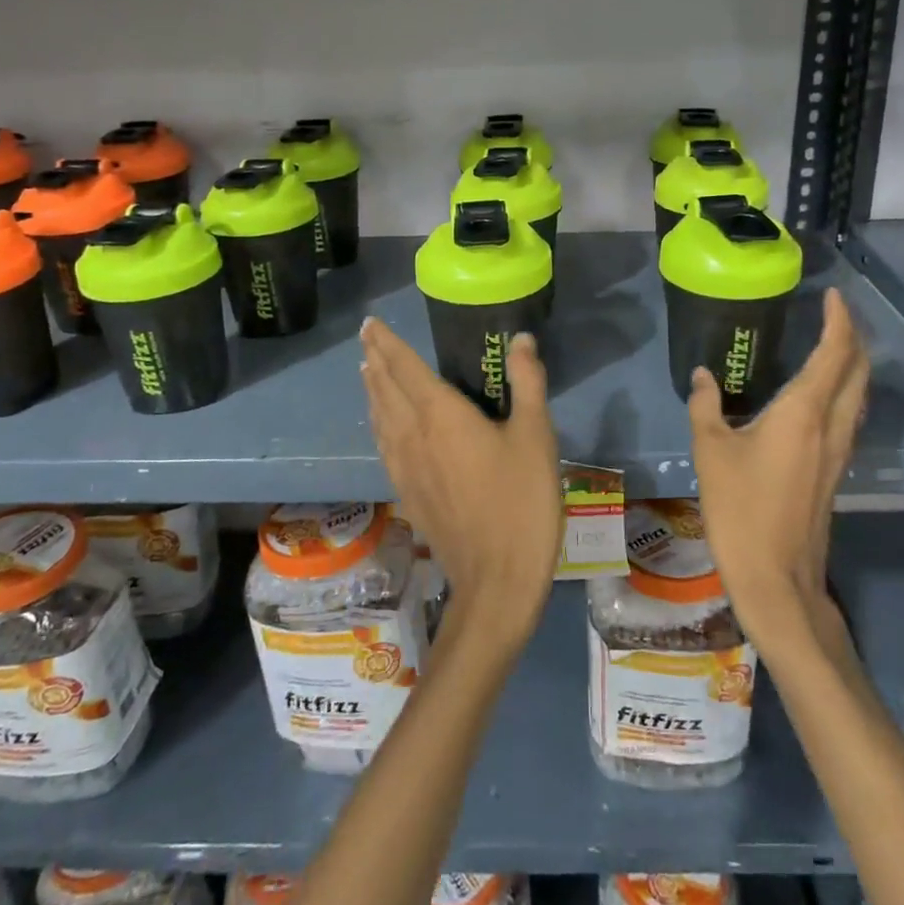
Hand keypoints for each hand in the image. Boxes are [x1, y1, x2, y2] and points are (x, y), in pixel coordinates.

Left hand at [360, 318, 562, 646]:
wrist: (497, 579)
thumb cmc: (521, 501)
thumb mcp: (536, 436)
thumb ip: (527, 383)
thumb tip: (520, 339)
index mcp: (441, 415)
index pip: (405, 369)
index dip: (388, 344)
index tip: (371, 324)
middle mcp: (413, 436)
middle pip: (386, 391)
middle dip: (376, 361)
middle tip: (367, 340)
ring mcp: (405, 469)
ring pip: (380, 420)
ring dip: (374, 392)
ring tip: (369, 374)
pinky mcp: (408, 495)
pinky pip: (384, 447)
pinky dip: (379, 425)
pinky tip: (384, 430)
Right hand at [688, 289, 868, 647]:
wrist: (777, 577)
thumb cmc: (740, 509)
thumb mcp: (710, 451)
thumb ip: (705, 406)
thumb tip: (703, 375)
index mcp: (804, 413)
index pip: (835, 353)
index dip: (840, 320)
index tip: (833, 296)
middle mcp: (832, 426)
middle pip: (859, 370)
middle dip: (853, 337)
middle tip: (833, 315)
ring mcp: (840, 451)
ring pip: (860, 394)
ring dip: (853, 364)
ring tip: (831, 345)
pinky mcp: (836, 471)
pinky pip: (850, 415)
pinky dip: (845, 390)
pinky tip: (820, 396)